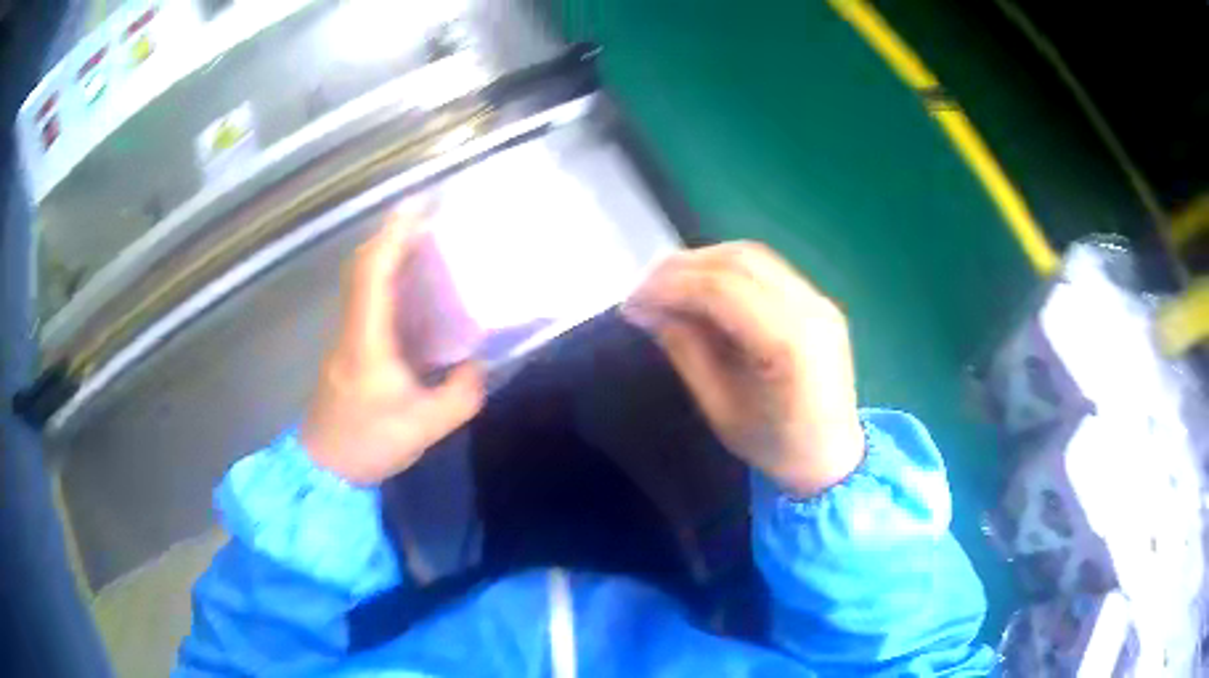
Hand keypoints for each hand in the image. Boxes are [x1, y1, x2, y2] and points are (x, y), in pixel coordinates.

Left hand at [301, 209, 484, 484]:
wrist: (325, 468)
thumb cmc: (368, 444)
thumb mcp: (424, 427)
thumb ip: (459, 395)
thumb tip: (479, 366)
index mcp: (367, 341)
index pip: (373, 274)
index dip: (393, 236)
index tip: (416, 207)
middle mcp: (352, 329)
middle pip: (362, 267)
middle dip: (392, 236)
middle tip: (427, 220)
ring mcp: (346, 338)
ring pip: (361, 282)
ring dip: (388, 255)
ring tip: (424, 245)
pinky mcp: (349, 350)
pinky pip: (366, 301)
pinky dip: (386, 281)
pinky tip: (412, 291)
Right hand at [623, 242, 864, 496]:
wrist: (832, 457)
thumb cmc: (775, 446)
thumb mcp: (720, 408)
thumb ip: (685, 350)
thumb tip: (646, 309)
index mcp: (789, 344)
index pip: (722, 289)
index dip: (670, 287)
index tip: (632, 303)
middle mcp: (810, 309)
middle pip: (738, 261)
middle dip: (681, 268)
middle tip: (642, 291)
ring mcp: (819, 300)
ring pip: (752, 255)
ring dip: (702, 262)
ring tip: (666, 286)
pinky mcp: (818, 300)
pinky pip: (766, 268)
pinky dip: (726, 269)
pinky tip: (701, 287)